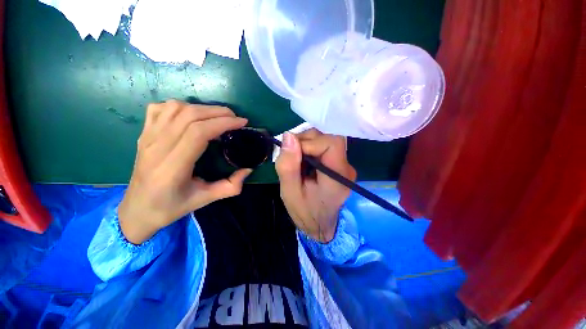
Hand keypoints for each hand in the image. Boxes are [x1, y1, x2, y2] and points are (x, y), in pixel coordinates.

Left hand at [119, 100, 251, 243]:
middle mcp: (156, 148)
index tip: (241, 123)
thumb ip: (230, 187)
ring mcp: (147, 138)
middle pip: (189, 116)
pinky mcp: (143, 134)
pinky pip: (160, 109)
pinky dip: (180, 106)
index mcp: (172, 167)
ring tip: (217, 117)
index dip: (223, 123)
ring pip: (175, 108)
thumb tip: (248, 169)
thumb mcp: (204, 200)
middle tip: (235, 118)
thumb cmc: (170, 207)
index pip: (198, 132)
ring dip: (202, 108)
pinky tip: (191, 115)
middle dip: (218, 112)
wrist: (136, 209)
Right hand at [276, 129, 356, 242]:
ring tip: (295, 161)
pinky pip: (324, 146)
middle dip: (305, 141)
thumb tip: (288, 135)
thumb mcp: (290, 193)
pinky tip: (303, 161)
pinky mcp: (339, 163)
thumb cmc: (305, 212)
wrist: (320, 225)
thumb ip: (288, 166)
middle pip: (328, 138)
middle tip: (290, 156)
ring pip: (325, 139)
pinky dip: (310, 148)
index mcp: (338, 177)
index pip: (331, 143)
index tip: (292, 152)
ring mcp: (344, 165)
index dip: (309, 142)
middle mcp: (346, 167)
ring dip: (306, 144)